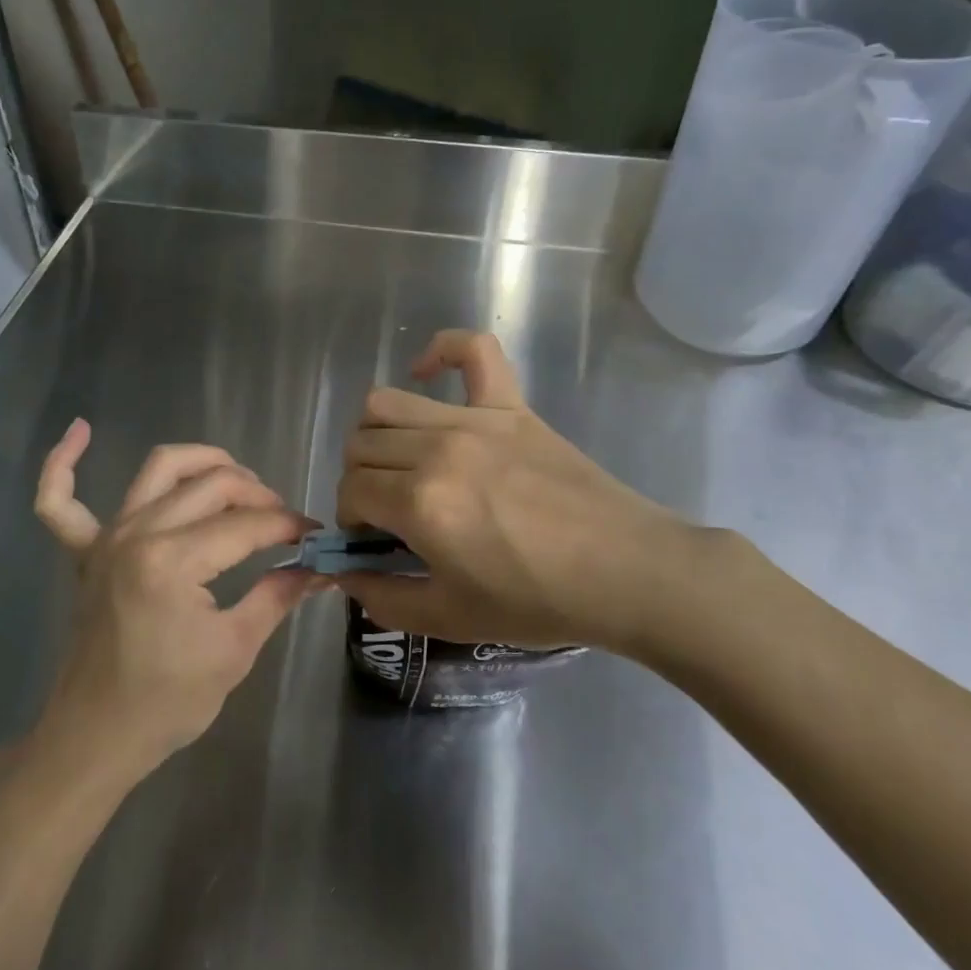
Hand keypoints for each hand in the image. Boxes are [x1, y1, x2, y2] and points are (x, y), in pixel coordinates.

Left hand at [33, 420, 325, 777]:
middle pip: (212, 485)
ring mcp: (106, 537)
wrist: (97, 736)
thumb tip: (320, 568)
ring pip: (158, 469)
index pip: (247, 525)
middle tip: (283, 522)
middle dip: (258, 495)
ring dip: (202, 461)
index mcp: (173, 561)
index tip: (316, 537)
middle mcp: (138, 533)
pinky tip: (80, 429)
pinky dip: (62, 463)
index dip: (289, 526)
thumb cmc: (168, 702)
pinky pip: (59, 501)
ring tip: (236, 477)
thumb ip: (277, 597)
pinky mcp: (85, 551)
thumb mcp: (234, 650)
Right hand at [337, 331, 714, 654]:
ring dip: (377, 433)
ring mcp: (474, 419)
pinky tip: (427, 373)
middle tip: (388, 510)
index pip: (351, 491)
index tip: (373, 540)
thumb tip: (345, 575)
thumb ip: (385, 600)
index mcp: (420, 502)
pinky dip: (442, 350)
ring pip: (387, 401)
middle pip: (361, 446)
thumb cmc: (537, 601)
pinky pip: (473, 350)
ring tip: (401, 461)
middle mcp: (436, 448)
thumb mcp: (450, 619)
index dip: (351, 519)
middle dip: (359, 481)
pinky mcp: (511, 405)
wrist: (625, 572)